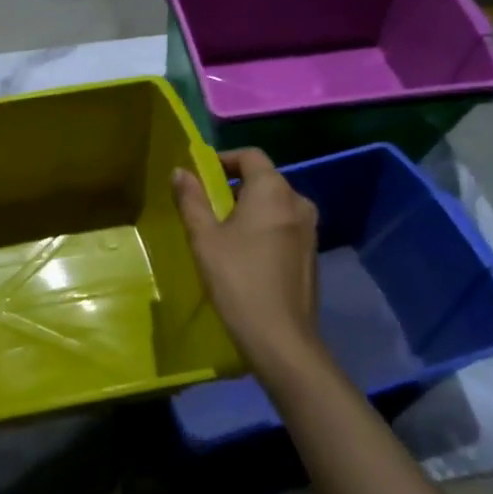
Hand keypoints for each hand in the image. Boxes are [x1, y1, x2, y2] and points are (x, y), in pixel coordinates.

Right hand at [173, 149, 323, 375]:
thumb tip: (181, 172)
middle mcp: (298, 202)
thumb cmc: (237, 280)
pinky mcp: (312, 253)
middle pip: (264, 179)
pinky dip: (264, 228)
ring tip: (222, 232)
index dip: (224, 159)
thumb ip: (191, 200)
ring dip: (249, 209)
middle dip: (234, 186)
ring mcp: (310, 229)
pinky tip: (245, 255)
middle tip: (206, 207)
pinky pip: (284, 226)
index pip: (250, 155)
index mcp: (273, 191)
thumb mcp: (205, 238)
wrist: (281, 337)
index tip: (200, 176)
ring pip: (275, 204)